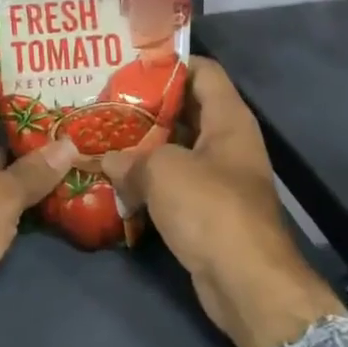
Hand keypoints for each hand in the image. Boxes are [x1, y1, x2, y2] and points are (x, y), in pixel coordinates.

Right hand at [103, 59, 345, 346]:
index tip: (129, 64)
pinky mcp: (206, 209)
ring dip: (142, 146)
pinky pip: (173, 182)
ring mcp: (218, 177)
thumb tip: (107, 160)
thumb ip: (130, 157)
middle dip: (145, 106)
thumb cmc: (210, 209)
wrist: (246, 283)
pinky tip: (114, 178)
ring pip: (175, 148)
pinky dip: (147, 179)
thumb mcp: (162, 171)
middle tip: (104, 101)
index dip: (169, 63)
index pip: (203, 71)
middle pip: (184, 109)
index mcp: (228, 119)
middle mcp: (226, 141)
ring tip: (101, 136)